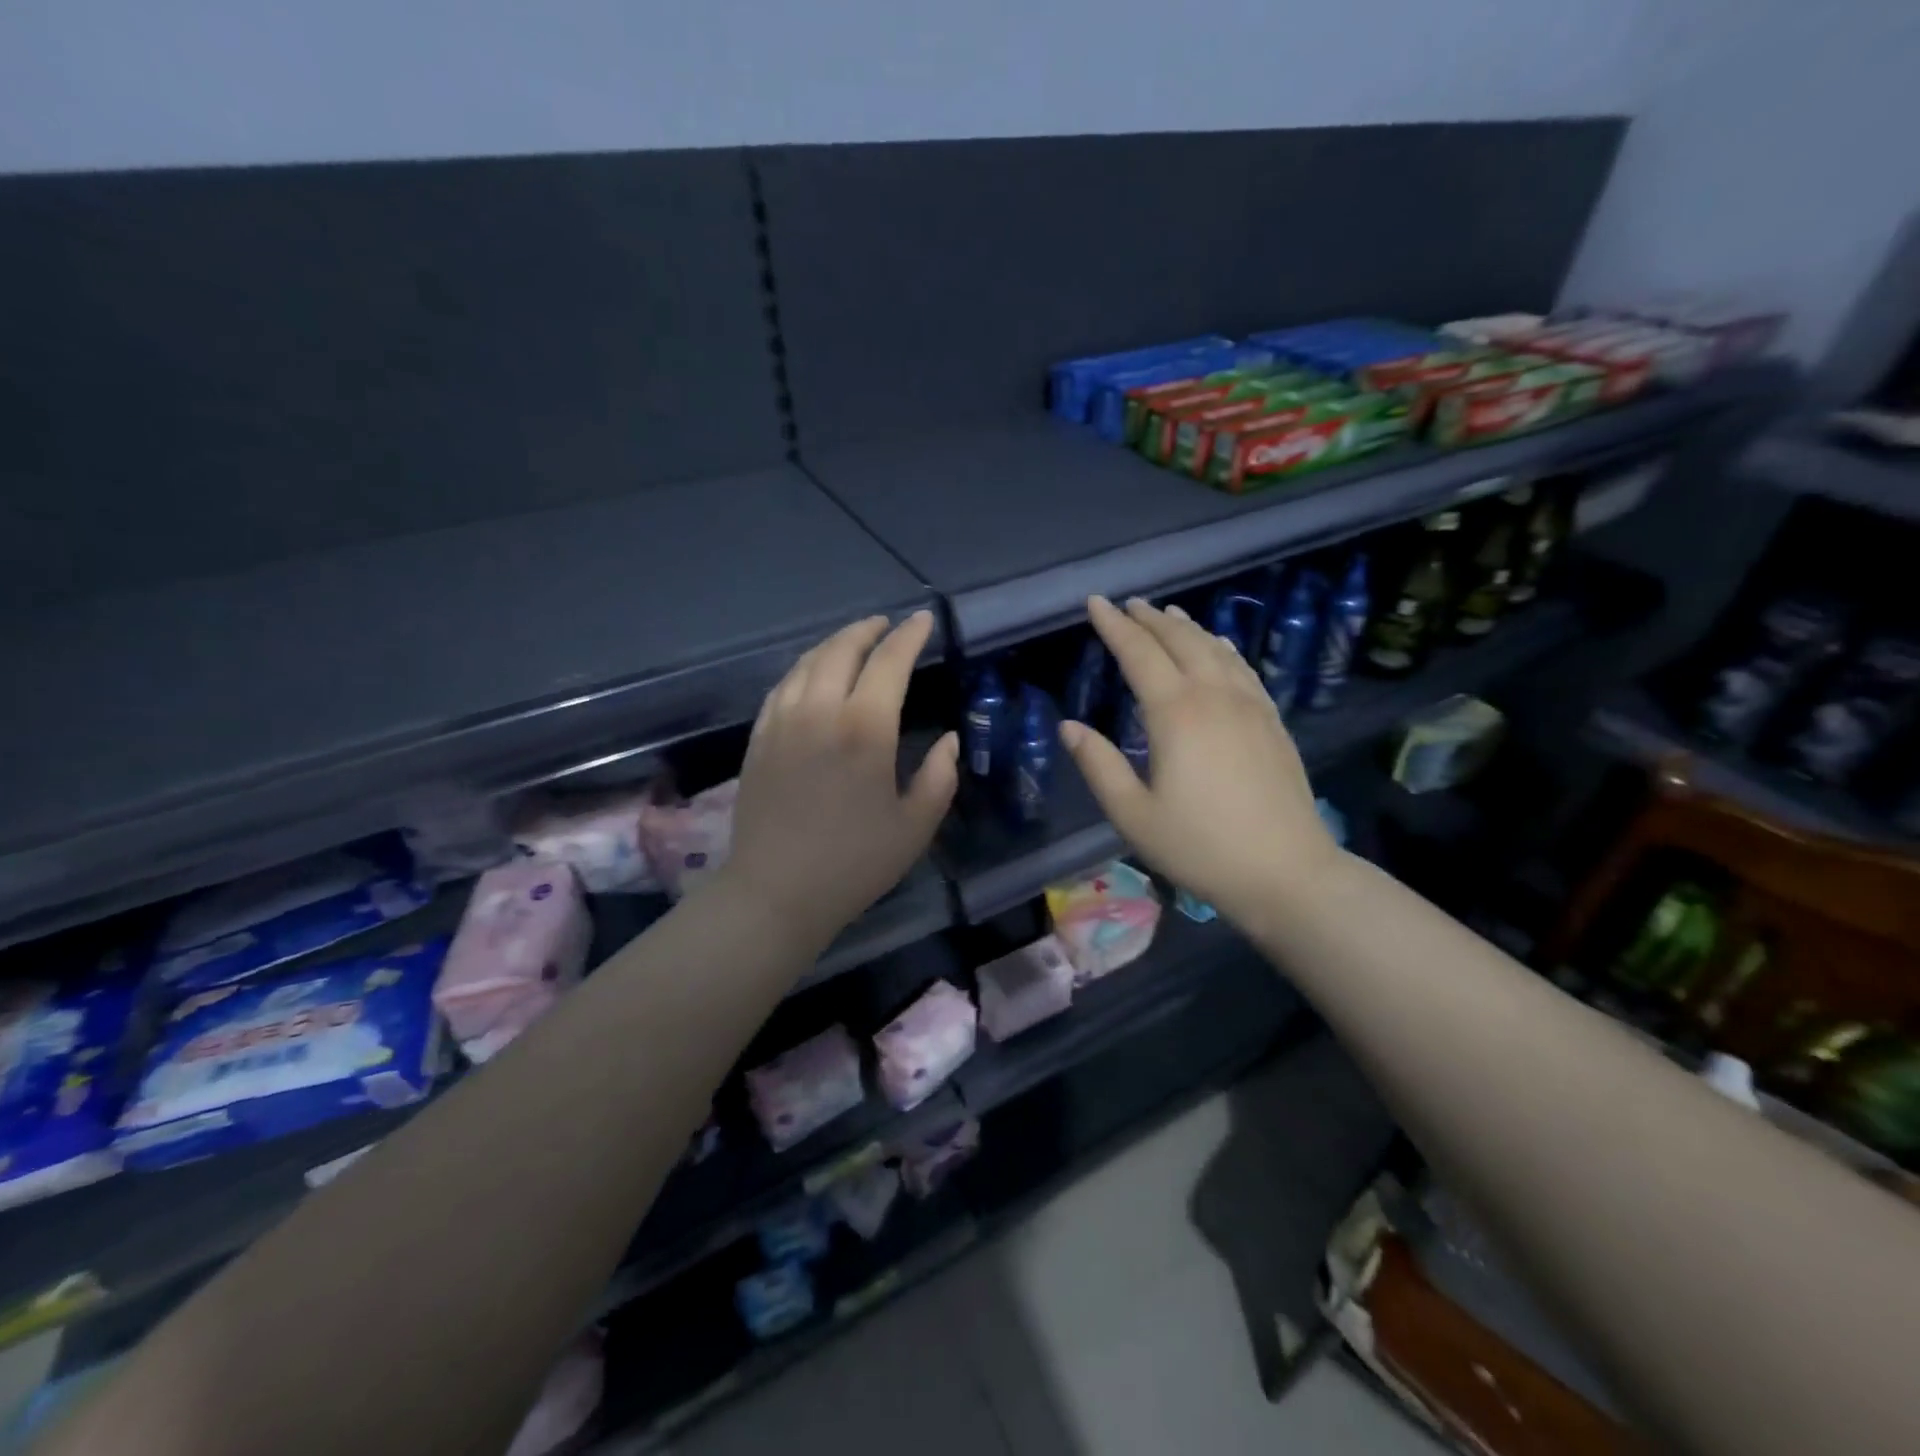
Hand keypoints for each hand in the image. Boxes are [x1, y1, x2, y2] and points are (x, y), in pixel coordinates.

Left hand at [720, 611, 957, 952]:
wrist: (775, 892)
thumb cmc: (854, 864)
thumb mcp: (915, 826)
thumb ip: (940, 777)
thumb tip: (950, 740)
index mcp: (865, 729)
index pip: (889, 662)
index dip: (910, 636)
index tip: (923, 621)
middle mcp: (820, 711)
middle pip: (842, 650)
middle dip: (868, 630)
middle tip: (887, 625)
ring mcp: (783, 722)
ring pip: (807, 662)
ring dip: (834, 643)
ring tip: (853, 641)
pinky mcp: (759, 738)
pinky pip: (782, 686)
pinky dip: (803, 668)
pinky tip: (811, 673)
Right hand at [1060, 596, 1339, 926]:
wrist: (1286, 872)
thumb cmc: (1200, 847)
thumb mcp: (1133, 814)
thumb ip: (1099, 765)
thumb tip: (1069, 726)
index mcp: (1176, 713)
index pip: (1139, 654)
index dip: (1114, 626)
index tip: (1095, 602)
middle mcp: (1215, 696)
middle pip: (1180, 641)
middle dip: (1150, 619)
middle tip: (1128, 604)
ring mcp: (1250, 706)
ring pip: (1216, 649)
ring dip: (1188, 628)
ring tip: (1168, 614)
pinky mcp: (1273, 722)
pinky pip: (1243, 668)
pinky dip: (1224, 648)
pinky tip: (1220, 648)